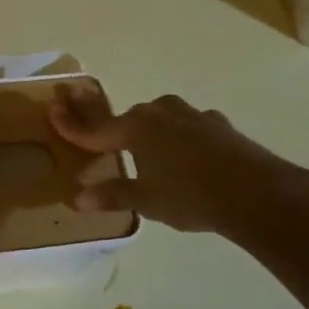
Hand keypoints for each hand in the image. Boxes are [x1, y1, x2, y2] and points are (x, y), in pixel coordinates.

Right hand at [48, 86, 308, 234]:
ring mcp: (192, 116)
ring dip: (147, 130)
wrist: (256, 191)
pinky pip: (186, 127)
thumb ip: (111, 194)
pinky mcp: (217, 125)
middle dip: (111, 128)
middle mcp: (161, 113)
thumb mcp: (146, 200)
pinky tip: (184, 154)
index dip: (71, 124)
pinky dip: (177, 138)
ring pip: (159, 119)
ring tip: (143, 150)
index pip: (95, 129)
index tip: (52, 109)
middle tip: (98, 137)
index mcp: (136, 128)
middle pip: (127, 119)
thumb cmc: (190, 196)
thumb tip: (77, 197)